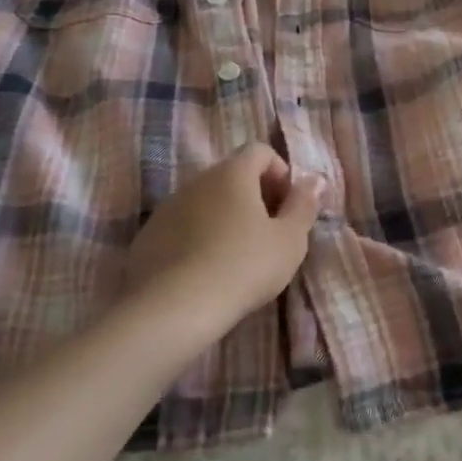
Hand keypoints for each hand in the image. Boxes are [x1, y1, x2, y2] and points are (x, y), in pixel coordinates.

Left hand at [117, 144, 323, 338]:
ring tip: (238, 256)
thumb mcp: (290, 240)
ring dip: (225, 217)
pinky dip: (199, 237)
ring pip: (205, 201)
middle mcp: (197, 181)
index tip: (288, 207)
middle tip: (269, 233)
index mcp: (233, 174)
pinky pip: (182, 226)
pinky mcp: (147, 236)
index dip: (280, 173)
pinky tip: (206, 271)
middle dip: (255, 196)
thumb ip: (304, 205)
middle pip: (232, 175)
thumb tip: (314, 179)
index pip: (259, 151)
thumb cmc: (244, 267)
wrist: (173, 308)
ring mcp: (167, 208)